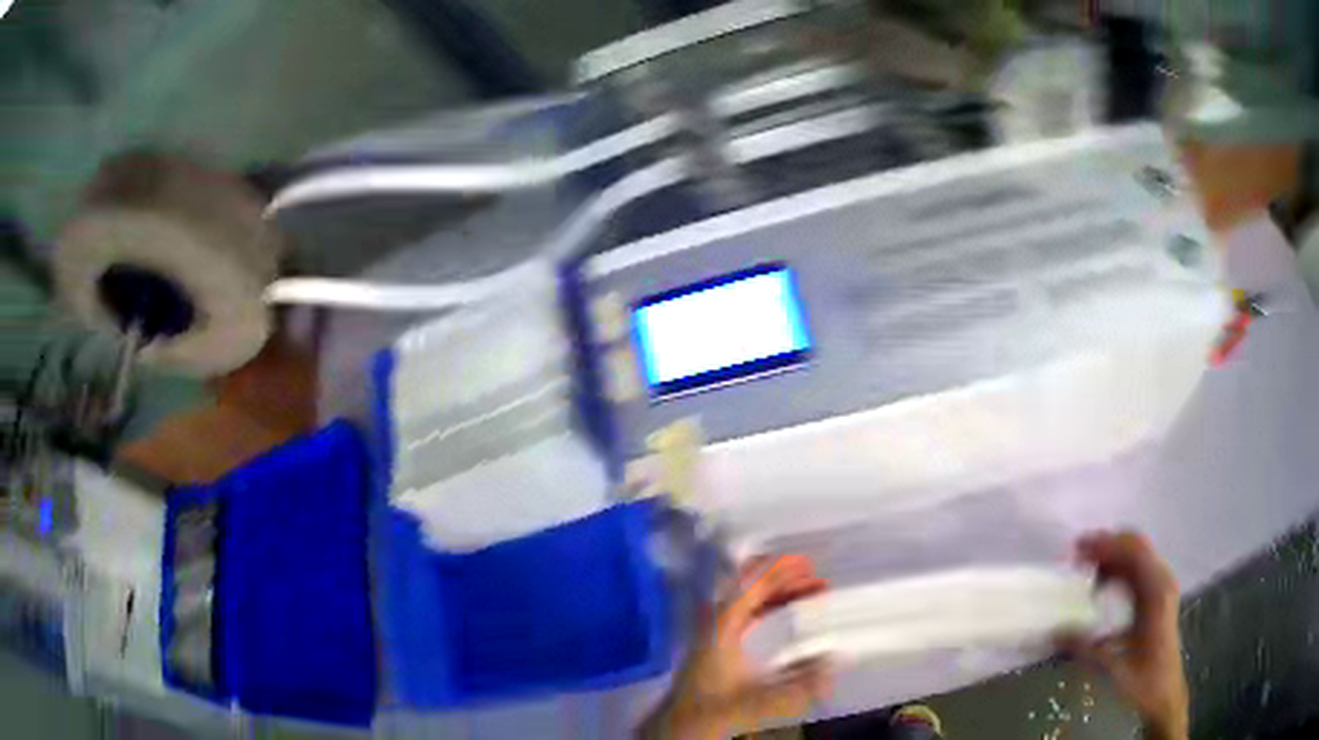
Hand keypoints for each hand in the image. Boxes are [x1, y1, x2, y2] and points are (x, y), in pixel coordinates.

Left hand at [641, 555, 832, 738]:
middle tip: (817, 578)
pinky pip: (748, 618)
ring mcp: (716, 635)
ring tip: (811, 595)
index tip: (806, 562)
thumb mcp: (758, 701)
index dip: (776, 569)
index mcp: (722, 625)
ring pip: (750, 603)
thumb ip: (797, 688)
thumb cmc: (713, 710)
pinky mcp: (719, 649)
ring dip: (778, 595)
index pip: (749, 585)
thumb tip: (835, 666)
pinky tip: (789, 621)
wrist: (680, 727)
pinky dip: (770, 612)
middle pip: (750, 589)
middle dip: (783, 579)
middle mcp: (717, 623)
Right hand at [1060, 531, 1188, 739]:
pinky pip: (1136, 570)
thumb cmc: (1143, 682)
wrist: (1164, 694)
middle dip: (1105, 545)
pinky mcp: (1156, 597)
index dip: (1106, 545)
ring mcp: (1160, 587)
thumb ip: (1085, 648)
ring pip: (1135, 556)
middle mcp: (1161, 581)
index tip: (1077, 551)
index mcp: (1156, 592)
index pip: (1133, 551)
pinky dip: (1116, 570)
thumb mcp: (1113, 668)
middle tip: (1076, 556)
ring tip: (1083, 569)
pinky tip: (1098, 586)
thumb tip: (1053, 631)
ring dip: (1110, 556)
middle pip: (1134, 547)